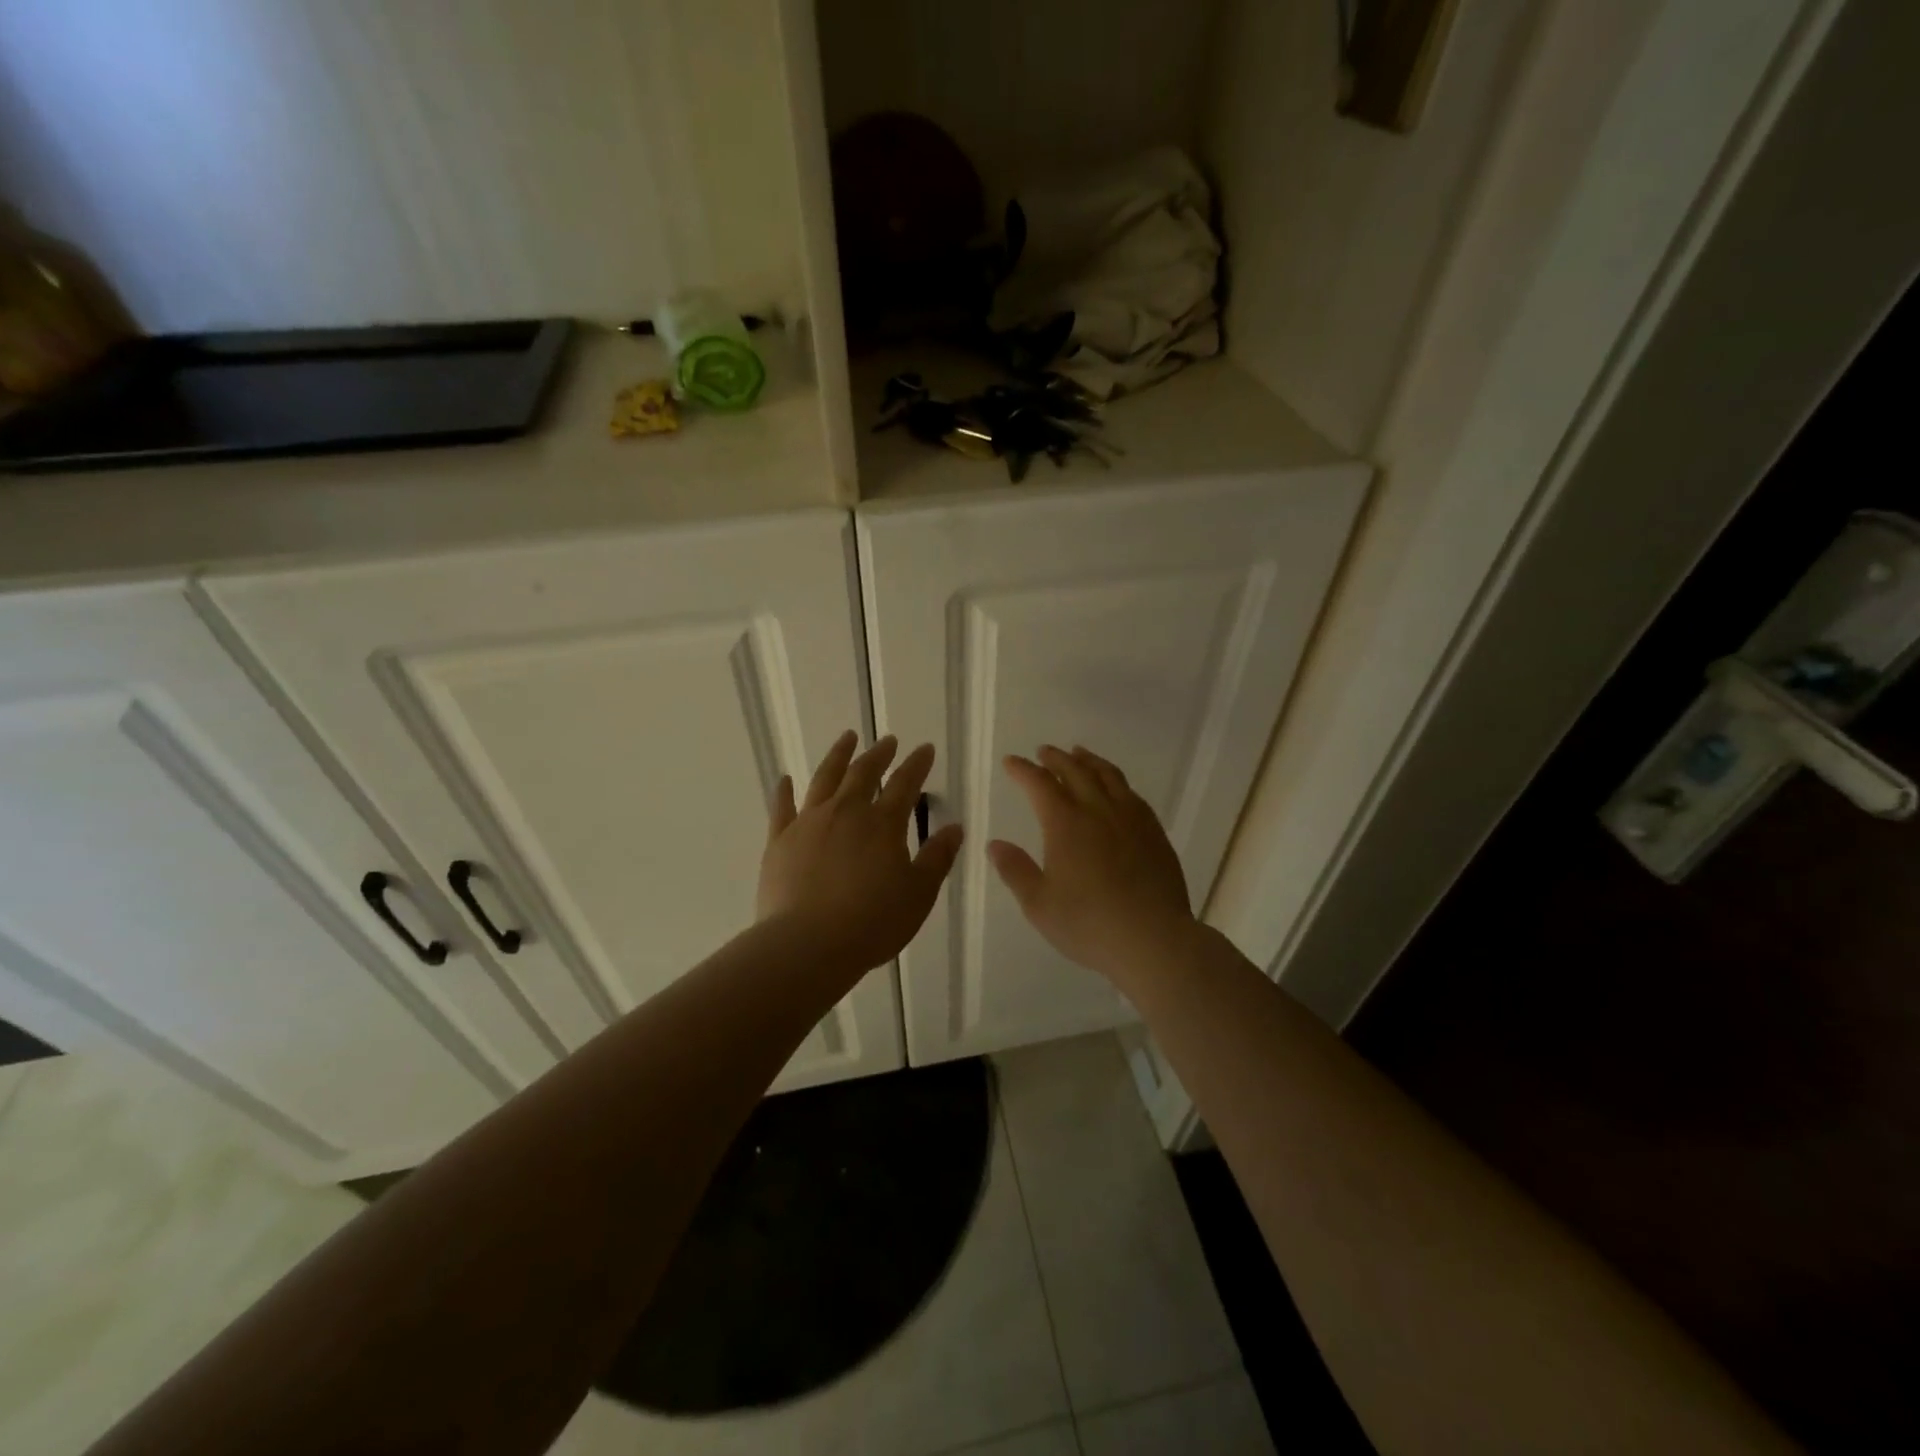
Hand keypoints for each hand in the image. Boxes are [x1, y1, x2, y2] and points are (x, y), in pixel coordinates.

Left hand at [759, 730, 964, 973]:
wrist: (807, 945)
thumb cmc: (872, 922)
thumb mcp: (919, 894)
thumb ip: (937, 857)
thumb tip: (955, 827)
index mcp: (883, 824)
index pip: (905, 784)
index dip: (917, 764)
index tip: (925, 748)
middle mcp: (846, 812)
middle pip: (863, 773)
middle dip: (879, 754)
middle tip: (888, 740)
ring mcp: (808, 823)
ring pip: (824, 778)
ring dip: (838, 756)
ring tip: (847, 738)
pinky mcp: (779, 841)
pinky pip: (782, 808)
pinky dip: (784, 791)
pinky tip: (785, 779)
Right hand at [988, 745, 1199, 988]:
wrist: (1153, 939)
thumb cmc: (1089, 924)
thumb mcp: (1039, 904)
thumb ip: (1015, 871)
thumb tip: (995, 844)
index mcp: (1065, 823)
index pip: (1039, 784)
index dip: (1023, 770)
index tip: (1011, 762)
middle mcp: (1098, 810)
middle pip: (1075, 771)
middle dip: (1055, 759)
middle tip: (1043, 751)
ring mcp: (1131, 818)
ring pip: (1108, 776)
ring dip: (1089, 761)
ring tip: (1079, 754)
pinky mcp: (1154, 832)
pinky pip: (1132, 794)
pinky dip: (1116, 781)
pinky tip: (1116, 788)